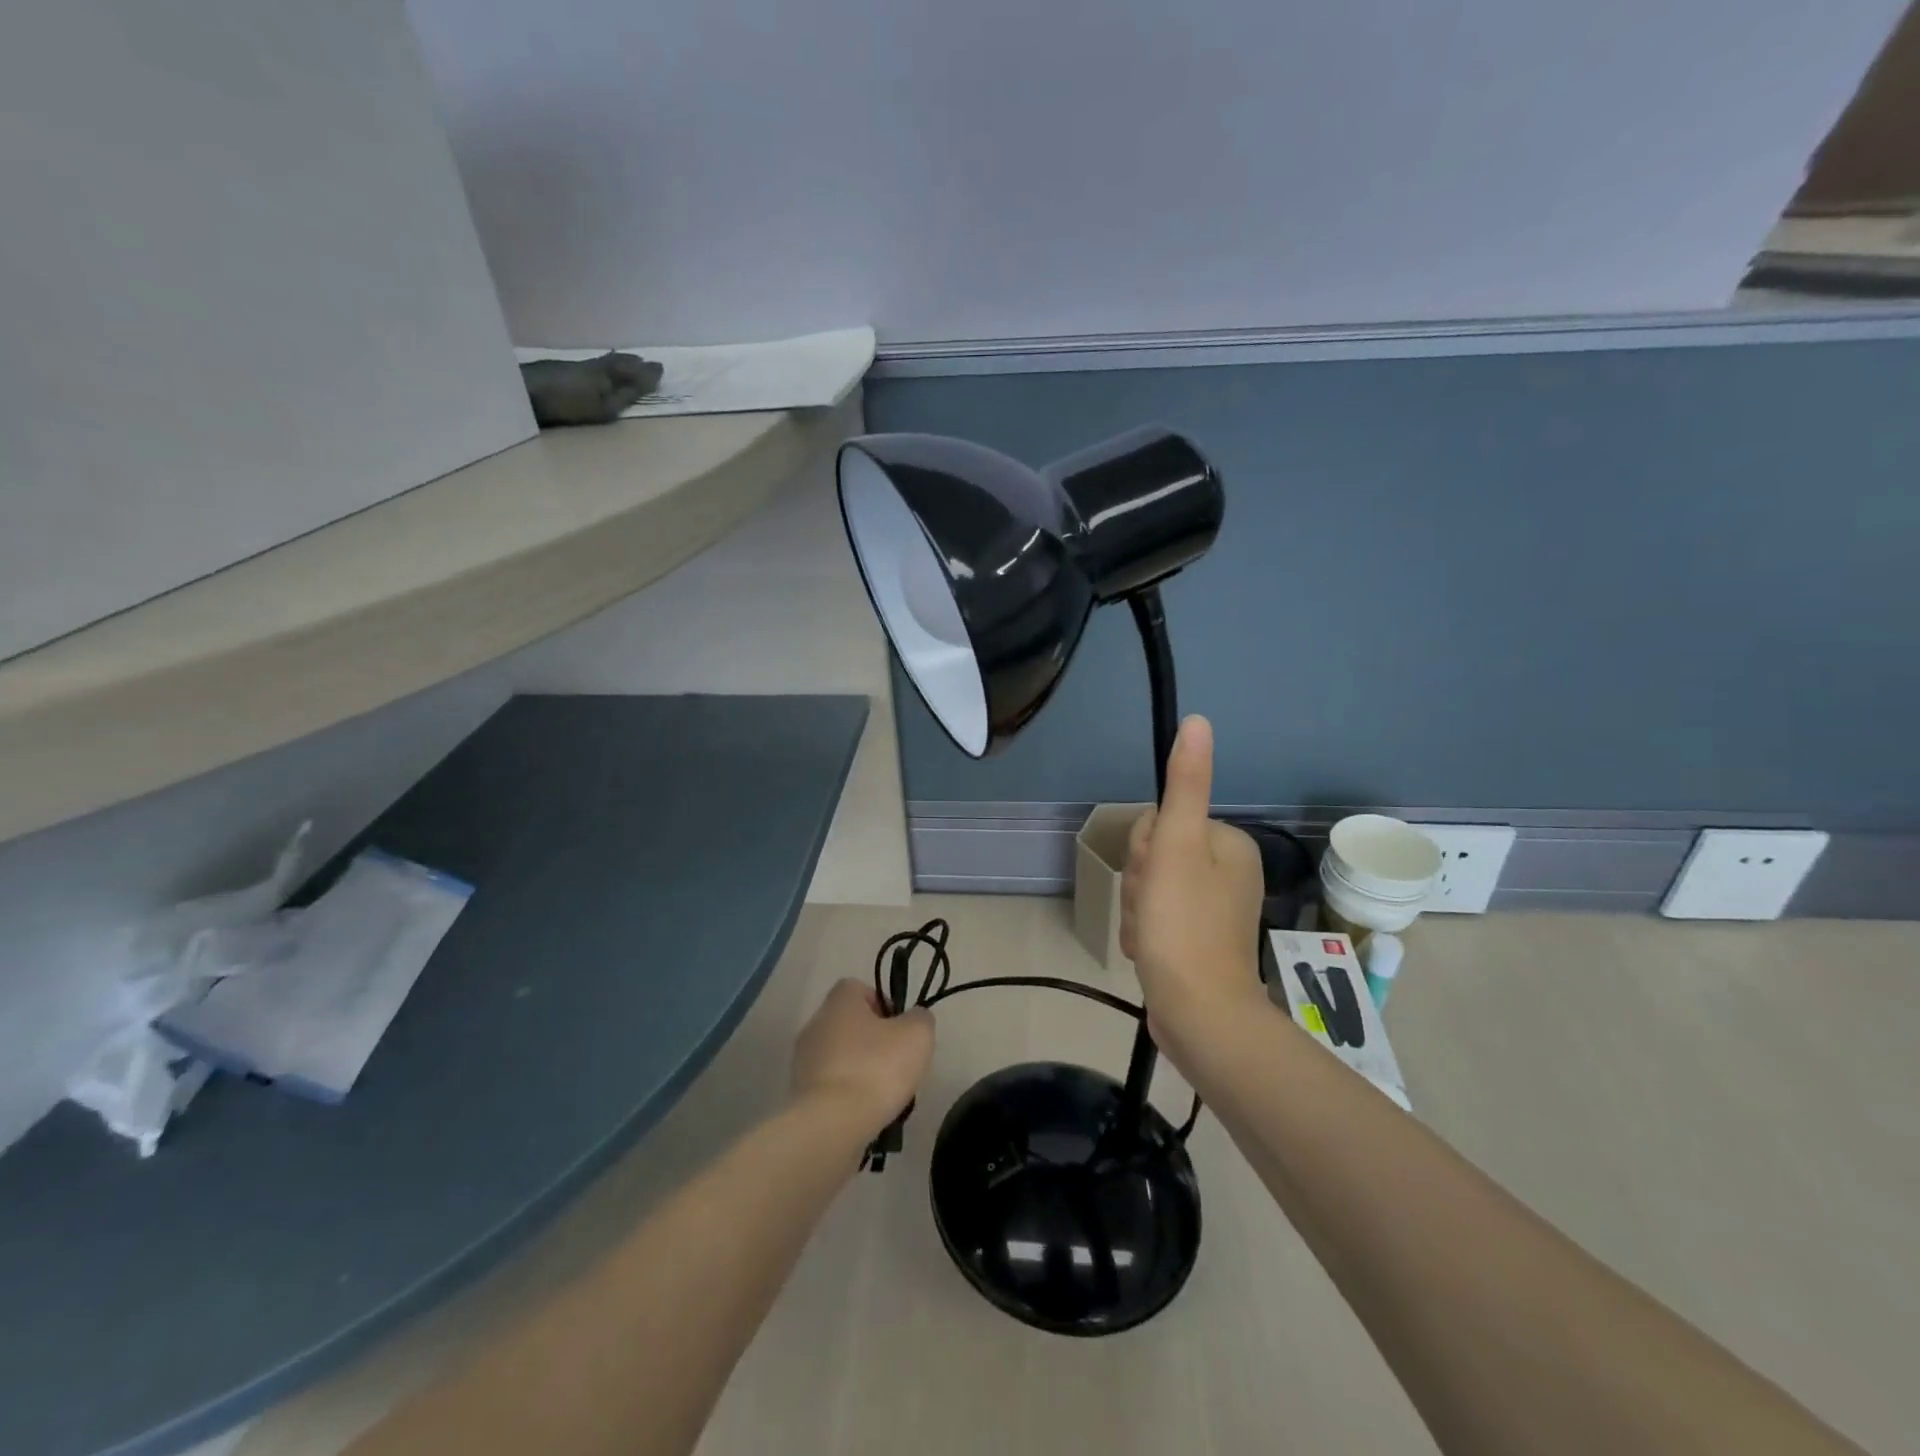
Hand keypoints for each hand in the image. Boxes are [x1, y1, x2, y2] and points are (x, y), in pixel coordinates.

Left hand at [791, 979, 934, 1136]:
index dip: (883, 1004)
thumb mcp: (917, 1035)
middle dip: (874, 1042)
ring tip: (884, 1096)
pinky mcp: (799, 1095)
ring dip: (861, 1071)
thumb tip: (914, 1018)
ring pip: (841, 1057)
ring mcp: (803, 1061)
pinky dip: (847, 1096)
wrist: (832, 1125)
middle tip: (897, 1064)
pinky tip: (865, 1114)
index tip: (900, 1029)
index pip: (859, 988)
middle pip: (850, 1024)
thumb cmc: (876, 1068)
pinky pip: (830, 1087)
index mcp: (839, 1001)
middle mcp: (815, 1024)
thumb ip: (920, 1018)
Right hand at [1121, 716, 1266, 1049]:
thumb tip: (1198, 721)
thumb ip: (1185, 784)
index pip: (1159, 822)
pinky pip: (1156, 919)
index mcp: (1227, 843)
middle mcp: (1227, 871)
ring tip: (1150, 937)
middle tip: (1153, 912)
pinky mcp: (1197, 940)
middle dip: (1141, 885)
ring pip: (1150, 890)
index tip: (1154, 878)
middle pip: (1154, 857)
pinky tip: (1149, 953)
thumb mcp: (1178, 846)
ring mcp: (1212, 908)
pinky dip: (1146, 933)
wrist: (1199, 1015)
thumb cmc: (1185, 925)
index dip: (1144, 850)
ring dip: (1139, 912)